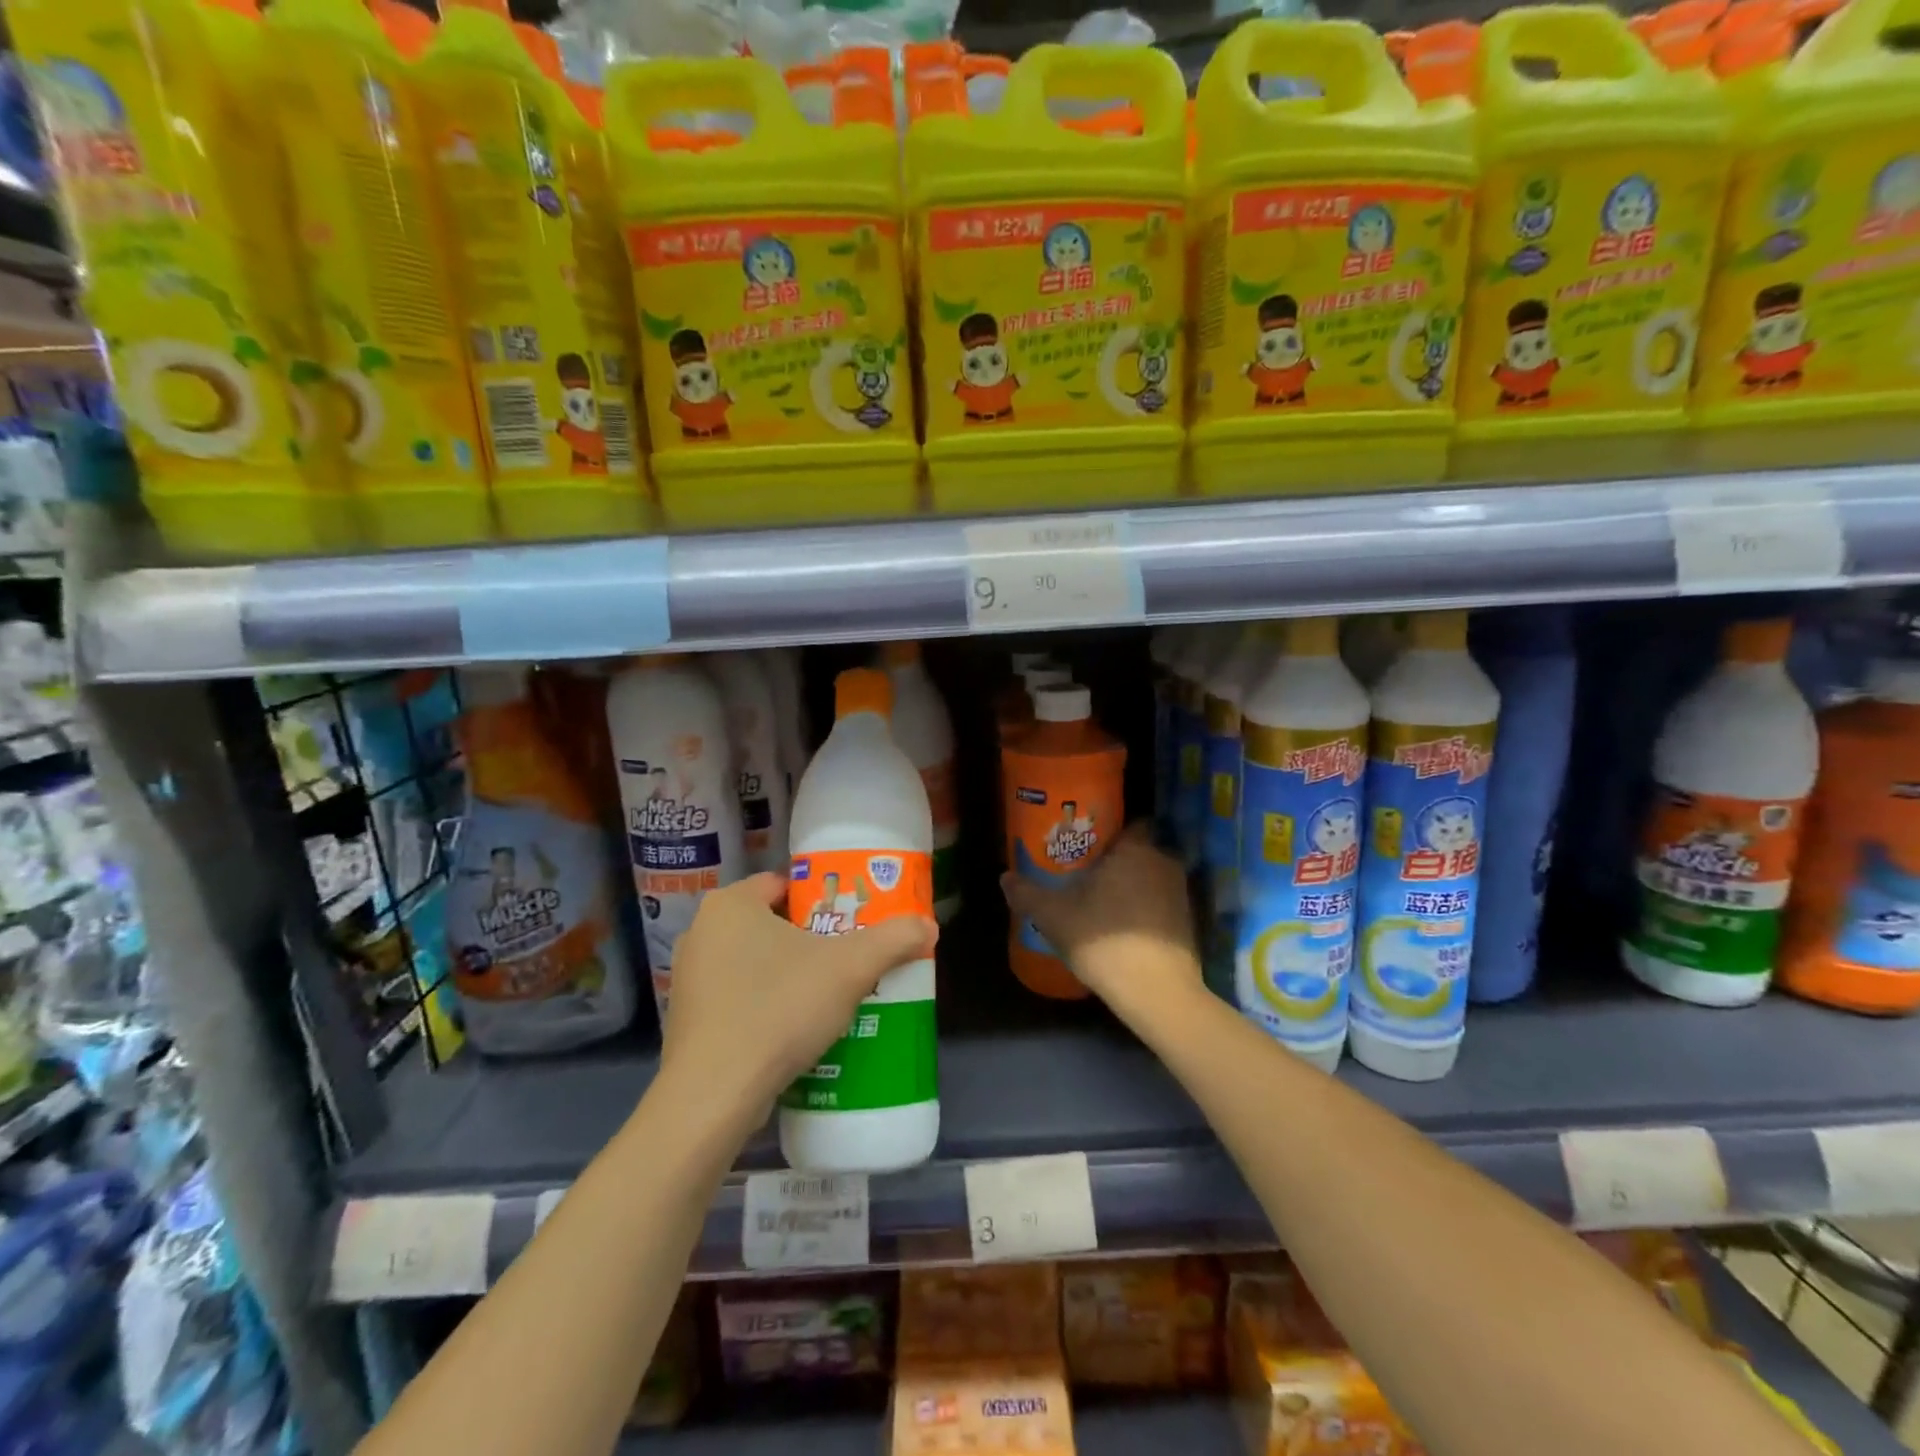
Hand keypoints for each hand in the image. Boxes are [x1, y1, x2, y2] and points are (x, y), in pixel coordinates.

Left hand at [660, 873, 936, 1117]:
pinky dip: (765, 1005)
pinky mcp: (687, 1021)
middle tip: (848, 956)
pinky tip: (794, 1028)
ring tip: (828, 994)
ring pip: (753, 963)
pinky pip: (737, 998)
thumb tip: (929, 926)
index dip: (823, 898)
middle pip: (771, 923)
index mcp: (731, 904)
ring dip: (788, 973)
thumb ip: (893, 939)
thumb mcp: (850, 968)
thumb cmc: (780, 1008)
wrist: (715, 1095)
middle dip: (810, 939)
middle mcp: (701, 932)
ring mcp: (689, 979)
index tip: (853, 919)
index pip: (783, 884)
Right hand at [1000, 823, 1201, 1022]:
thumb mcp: (1054, 917)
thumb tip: (1005, 878)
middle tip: (1086, 875)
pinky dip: (1144, 911)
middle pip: (1138, 852)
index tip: (1086, 845)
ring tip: (1101, 903)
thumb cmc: (1104, 941)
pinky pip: (1160, 904)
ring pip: (1150, 879)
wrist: (1158, 994)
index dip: (1108, 832)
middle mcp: (1163, 863)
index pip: (1129, 823)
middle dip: (1116, 861)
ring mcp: (1181, 894)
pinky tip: (1122, 929)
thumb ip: (1027, 894)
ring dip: (1131, 887)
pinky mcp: (1188, 923)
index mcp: (1135, 850)